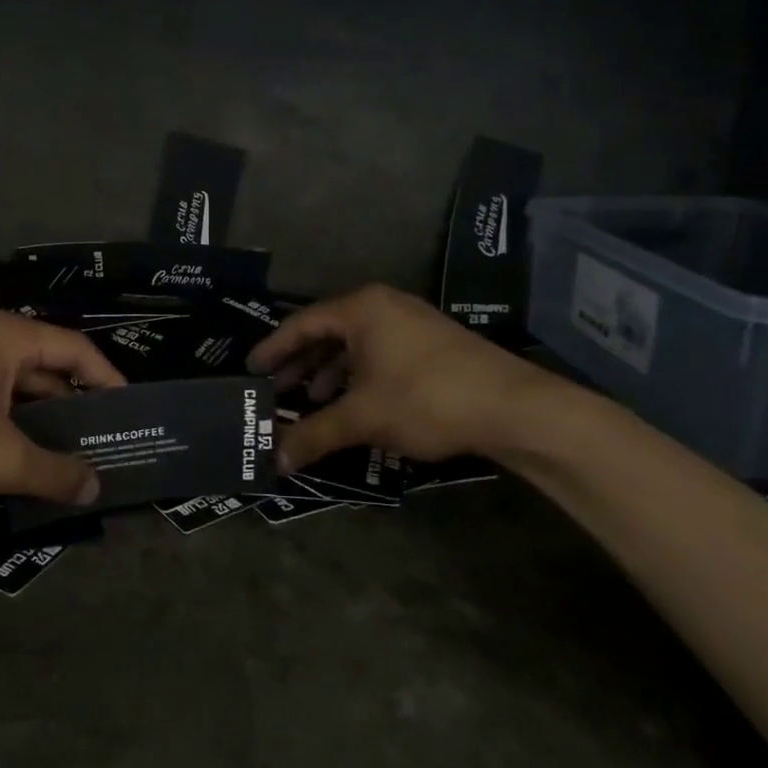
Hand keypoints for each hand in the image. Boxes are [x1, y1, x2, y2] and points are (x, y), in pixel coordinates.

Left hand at [0, 308, 124, 511]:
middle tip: (107, 443)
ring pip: (19, 385)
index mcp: (5, 336)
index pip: (75, 349)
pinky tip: (26, 457)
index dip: (108, 380)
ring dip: (44, 419)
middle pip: (48, 365)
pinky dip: (14, 422)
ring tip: (73, 458)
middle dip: (76, 406)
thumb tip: (96, 488)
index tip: (130, 414)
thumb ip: (54, 471)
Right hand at [247, 284, 570, 471]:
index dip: (273, 349)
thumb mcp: (363, 417)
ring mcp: (409, 322)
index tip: (251, 371)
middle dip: (300, 365)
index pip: (301, 324)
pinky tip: (353, 404)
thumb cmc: (426, 398)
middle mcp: (382, 306)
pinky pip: (377, 353)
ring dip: (329, 373)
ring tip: (312, 402)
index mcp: (360, 308)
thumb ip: (314, 434)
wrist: (515, 408)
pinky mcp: (429, 344)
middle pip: (326, 332)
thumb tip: (275, 461)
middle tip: (276, 391)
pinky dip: (357, 376)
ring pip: (354, 345)